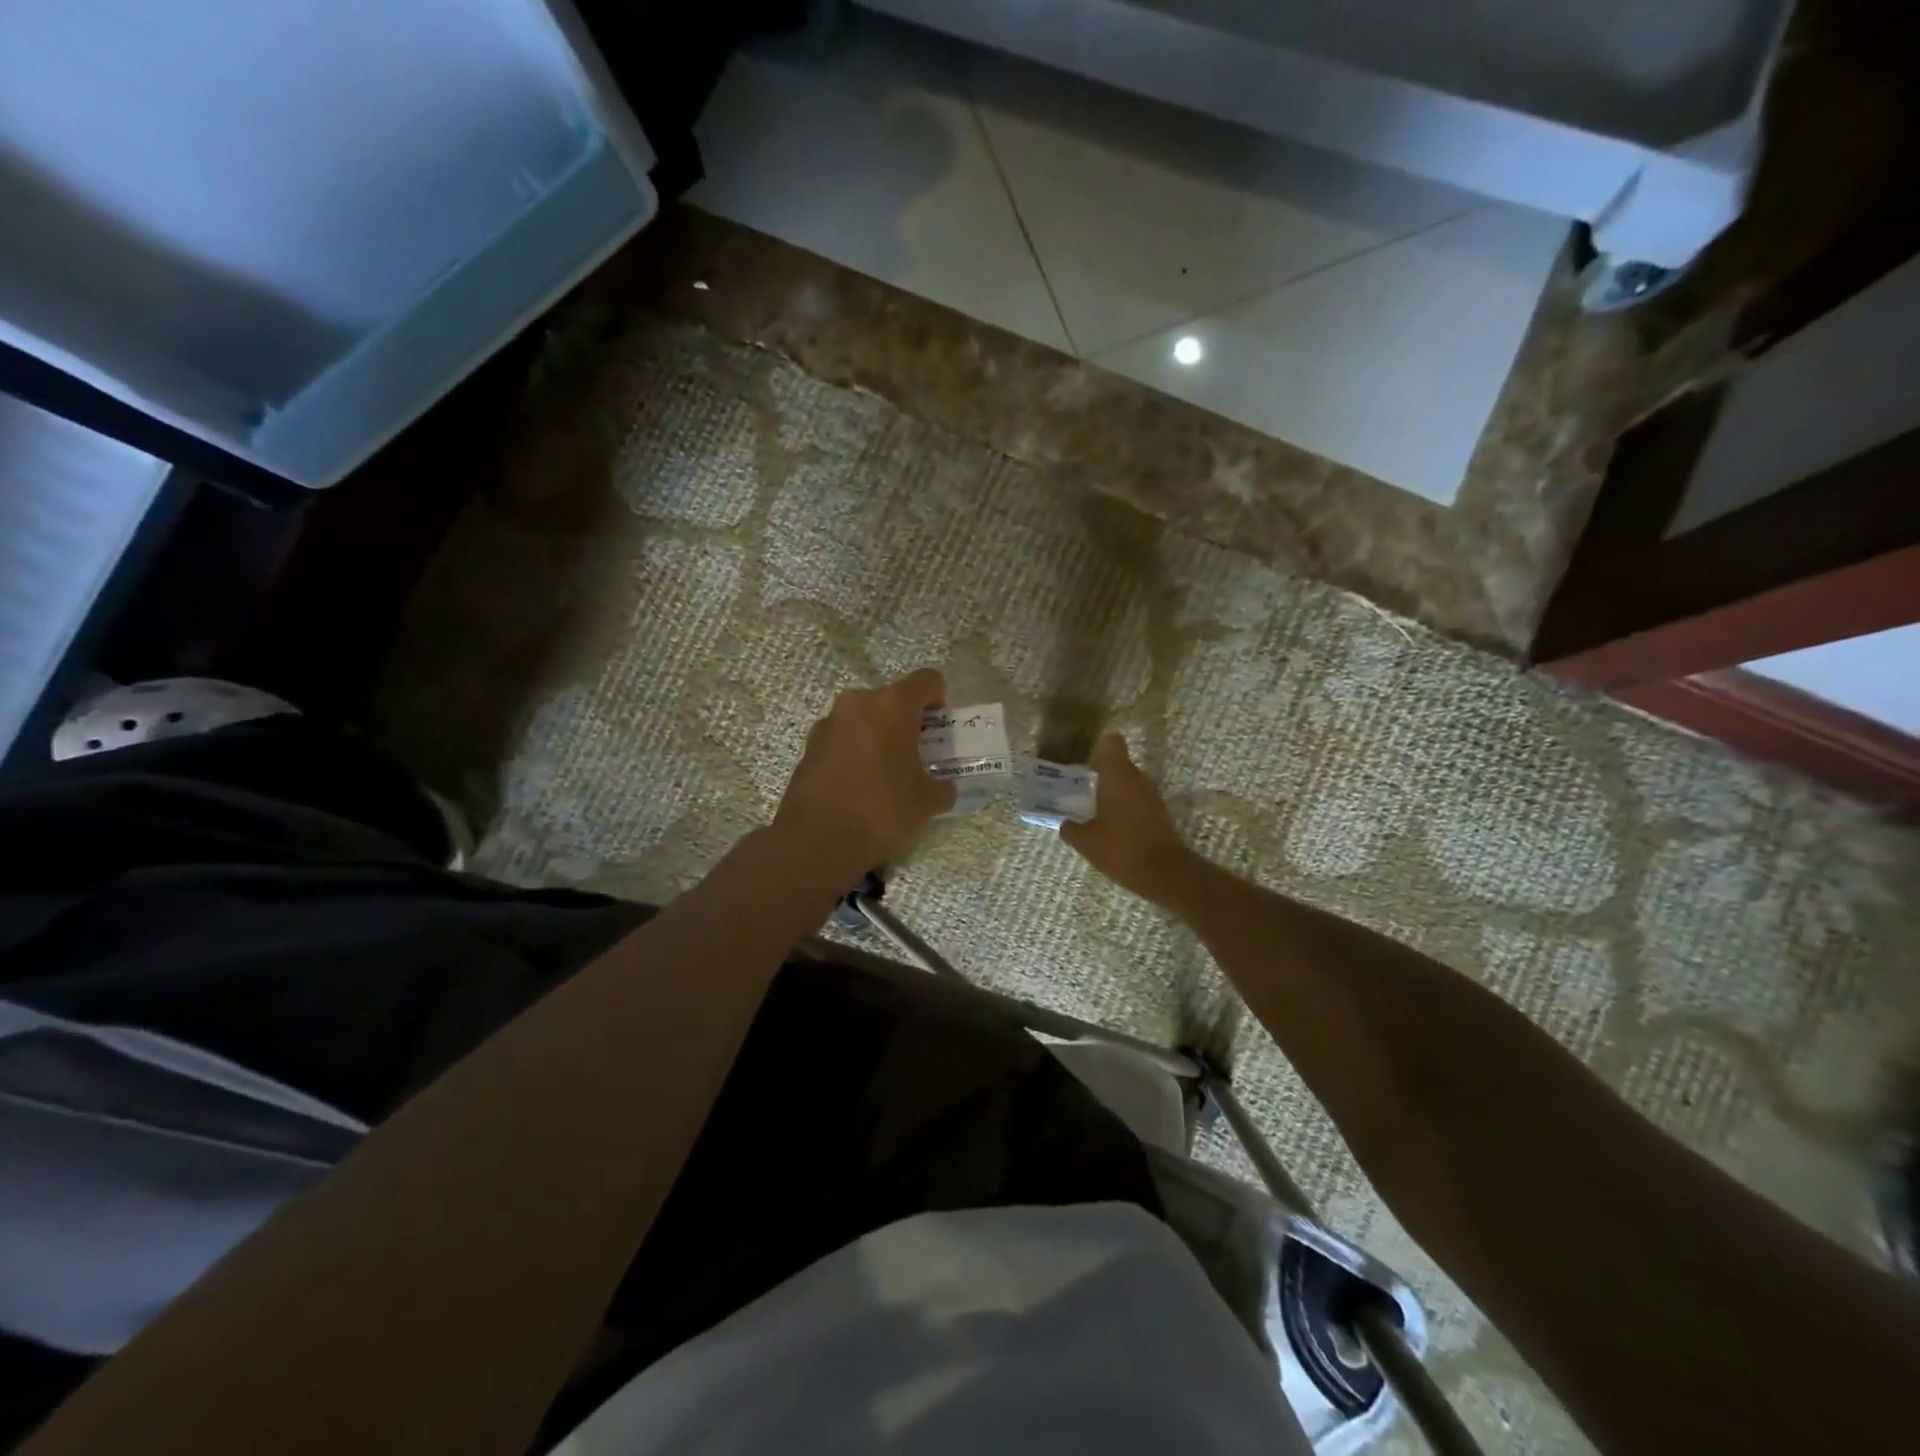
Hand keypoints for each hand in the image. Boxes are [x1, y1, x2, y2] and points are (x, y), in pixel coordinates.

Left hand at [773, 667, 957, 872]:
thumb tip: (943, 787)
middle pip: (892, 699)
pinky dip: (855, 751)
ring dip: (878, 735)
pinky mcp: (809, 746)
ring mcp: (828, 722)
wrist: (817, 842)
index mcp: (892, 705)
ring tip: (885, 772)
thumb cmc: (881, 811)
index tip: (939, 729)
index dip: (939, 700)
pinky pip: (843, 738)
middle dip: (907, 721)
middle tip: (916, 754)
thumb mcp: (927, 802)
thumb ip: (942, 786)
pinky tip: (858, 784)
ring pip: (864, 718)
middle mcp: (858, 703)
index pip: (927, 680)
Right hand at [1060, 733, 1193, 902]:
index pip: (1111, 742)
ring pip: (1128, 782)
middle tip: (1080, 789)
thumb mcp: (1086, 842)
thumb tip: (1066, 824)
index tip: (1084, 761)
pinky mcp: (1159, 812)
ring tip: (1094, 811)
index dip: (1098, 746)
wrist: (1165, 873)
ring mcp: (1151, 795)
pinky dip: (1124, 806)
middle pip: (1118, 762)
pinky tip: (1112, 827)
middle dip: (1100, 772)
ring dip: (1112, 791)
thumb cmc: (1121, 849)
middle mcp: (1136, 778)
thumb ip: (1071, 829)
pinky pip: (1137, 799)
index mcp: (1116, 776)